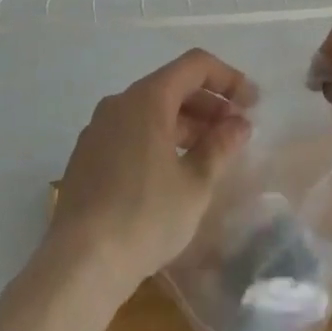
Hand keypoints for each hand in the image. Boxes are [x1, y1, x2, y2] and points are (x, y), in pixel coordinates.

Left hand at [48, 49, 256, 295]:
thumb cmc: (145, 216)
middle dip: (208, 104)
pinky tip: (172, 172)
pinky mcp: (87, 156)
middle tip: (235, 132)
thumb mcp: (195, 184)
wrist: (79, 264)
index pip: (195, 65)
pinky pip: (131, 131)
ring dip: (185, 124)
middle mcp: (120, 102)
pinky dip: (159, 139)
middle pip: (172, 86)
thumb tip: (239, 124)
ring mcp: (98, 128)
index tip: (252, 103)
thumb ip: (220, 146)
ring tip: (209, 154)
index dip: (228, 78)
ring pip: (151, 111)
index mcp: (148, 98)